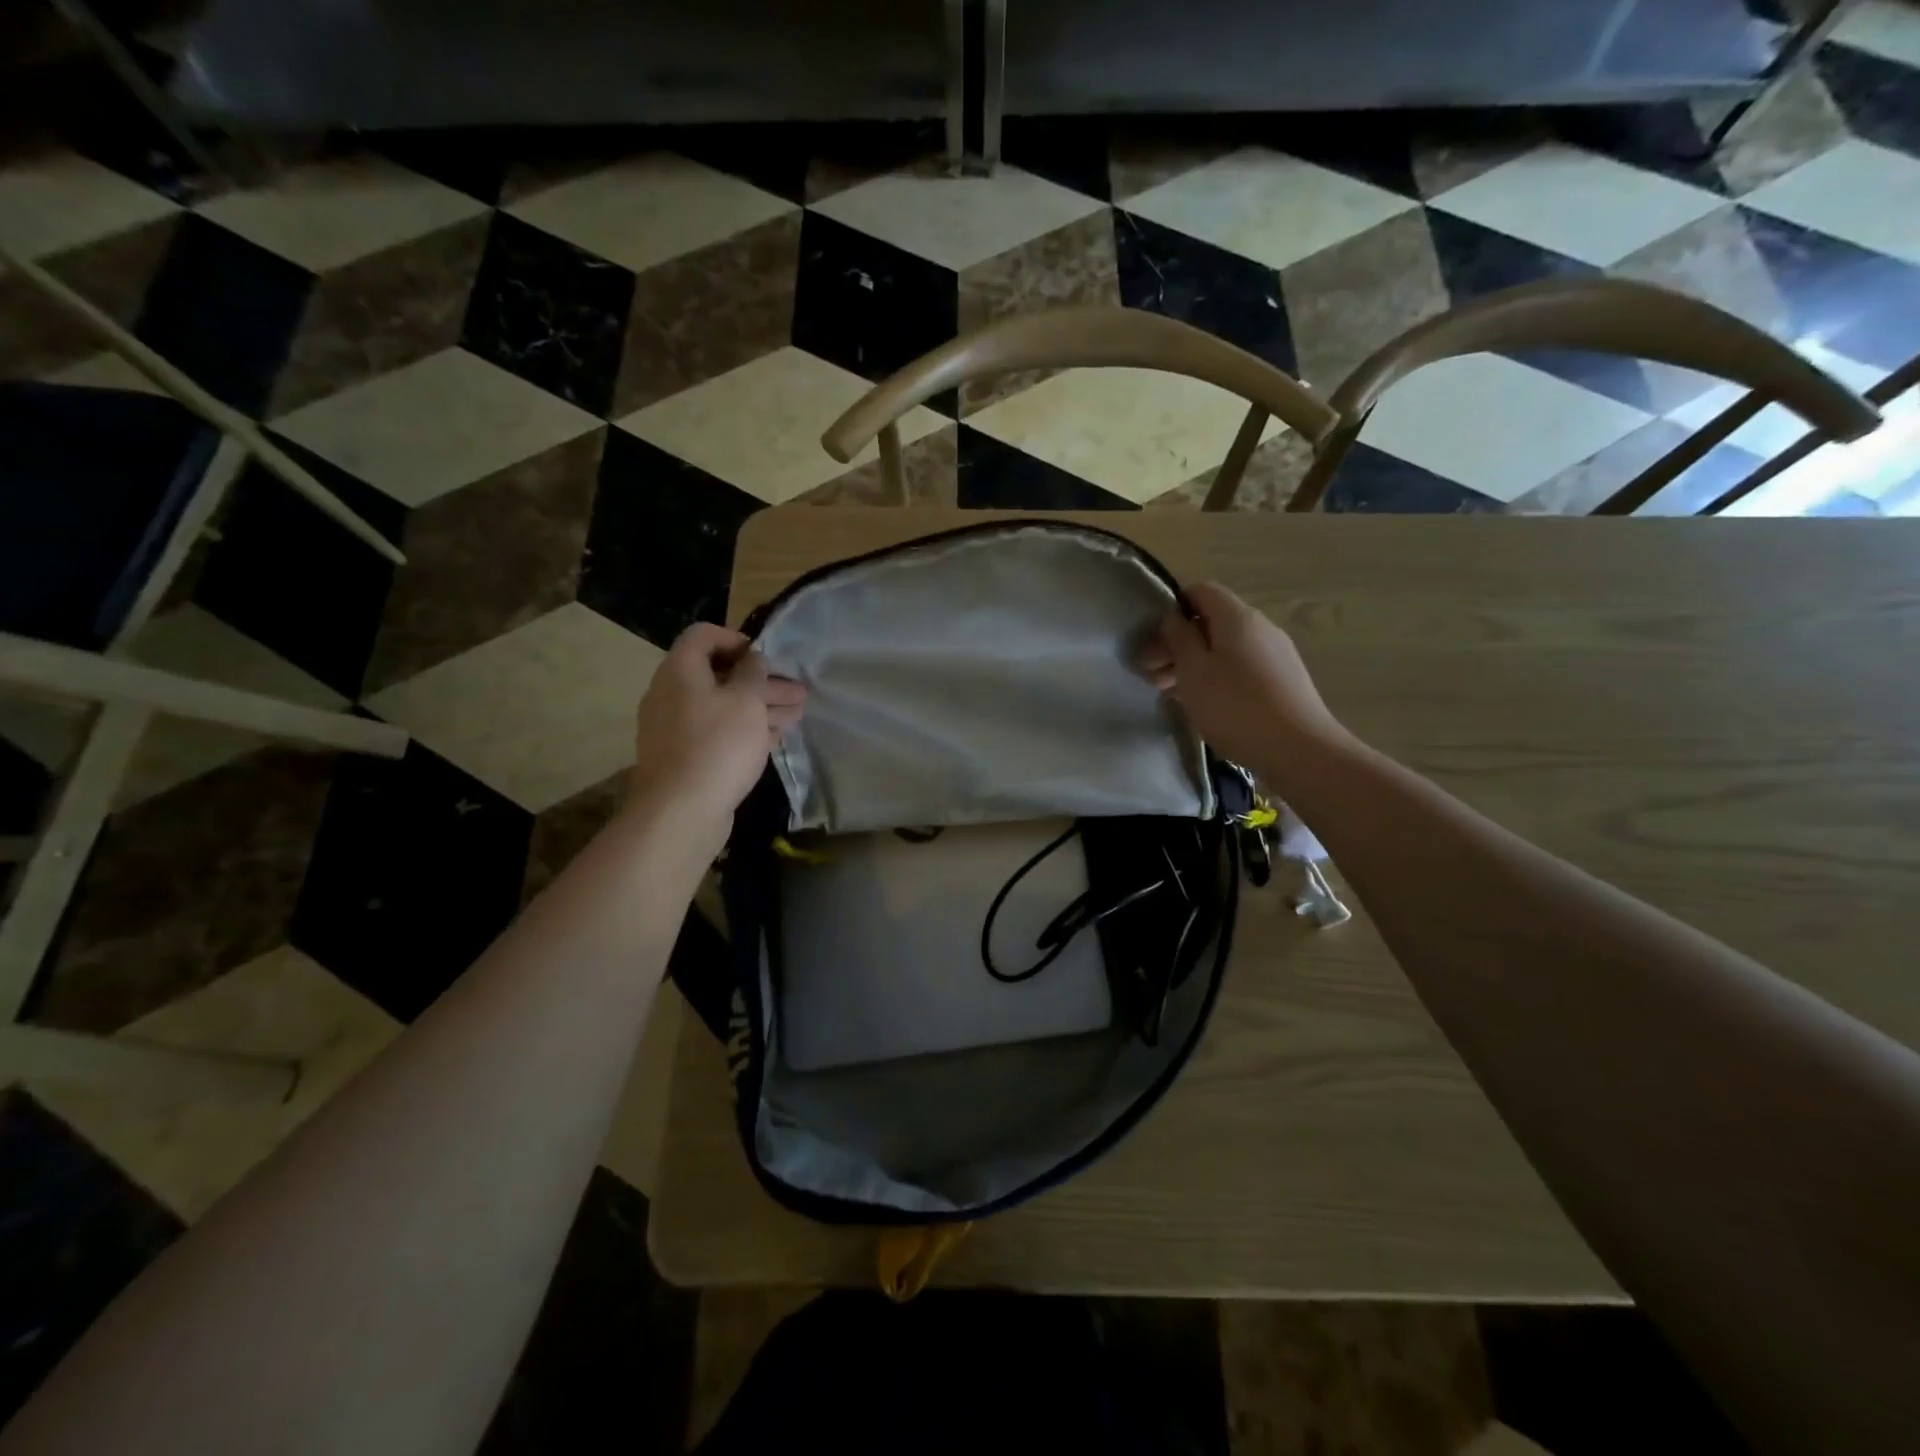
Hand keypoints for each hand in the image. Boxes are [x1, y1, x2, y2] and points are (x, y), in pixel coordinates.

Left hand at [629, 624, 804, 825]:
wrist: (680, 812)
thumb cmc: (717, 745)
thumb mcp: (745, 701)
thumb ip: (753, 674)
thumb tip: (752, 659)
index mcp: (681, 671)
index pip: (704, 636)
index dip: (737, 639)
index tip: (767, 657)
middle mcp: (672, 694)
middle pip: (719, 675)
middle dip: (761, 681)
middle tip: (798, 691)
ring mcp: (676, 728)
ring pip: (722, 707)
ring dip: (760, 707)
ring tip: (797, 714)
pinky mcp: (685, 757)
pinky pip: (718, 732)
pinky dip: (745, 730)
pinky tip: (774, 736)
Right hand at [1138, 582, 1349, 777]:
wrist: (1299, 749)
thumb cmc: (1235, 706)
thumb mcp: (1193, 671)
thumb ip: (1178, 638)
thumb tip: (1174, 618)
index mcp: (1237, 617)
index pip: (1200, 591)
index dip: (1172, 609)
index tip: (1154, 642)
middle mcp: (1260, 627)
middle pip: (1211, 622)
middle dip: (1178, 644)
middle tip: (1151, 675)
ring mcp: (1275, 654)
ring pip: (1224, 647)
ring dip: (1193, 664)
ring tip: (1170, 693)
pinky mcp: (1282, 680)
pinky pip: (1240, 667)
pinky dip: (1216, 677)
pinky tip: (1202, 703)